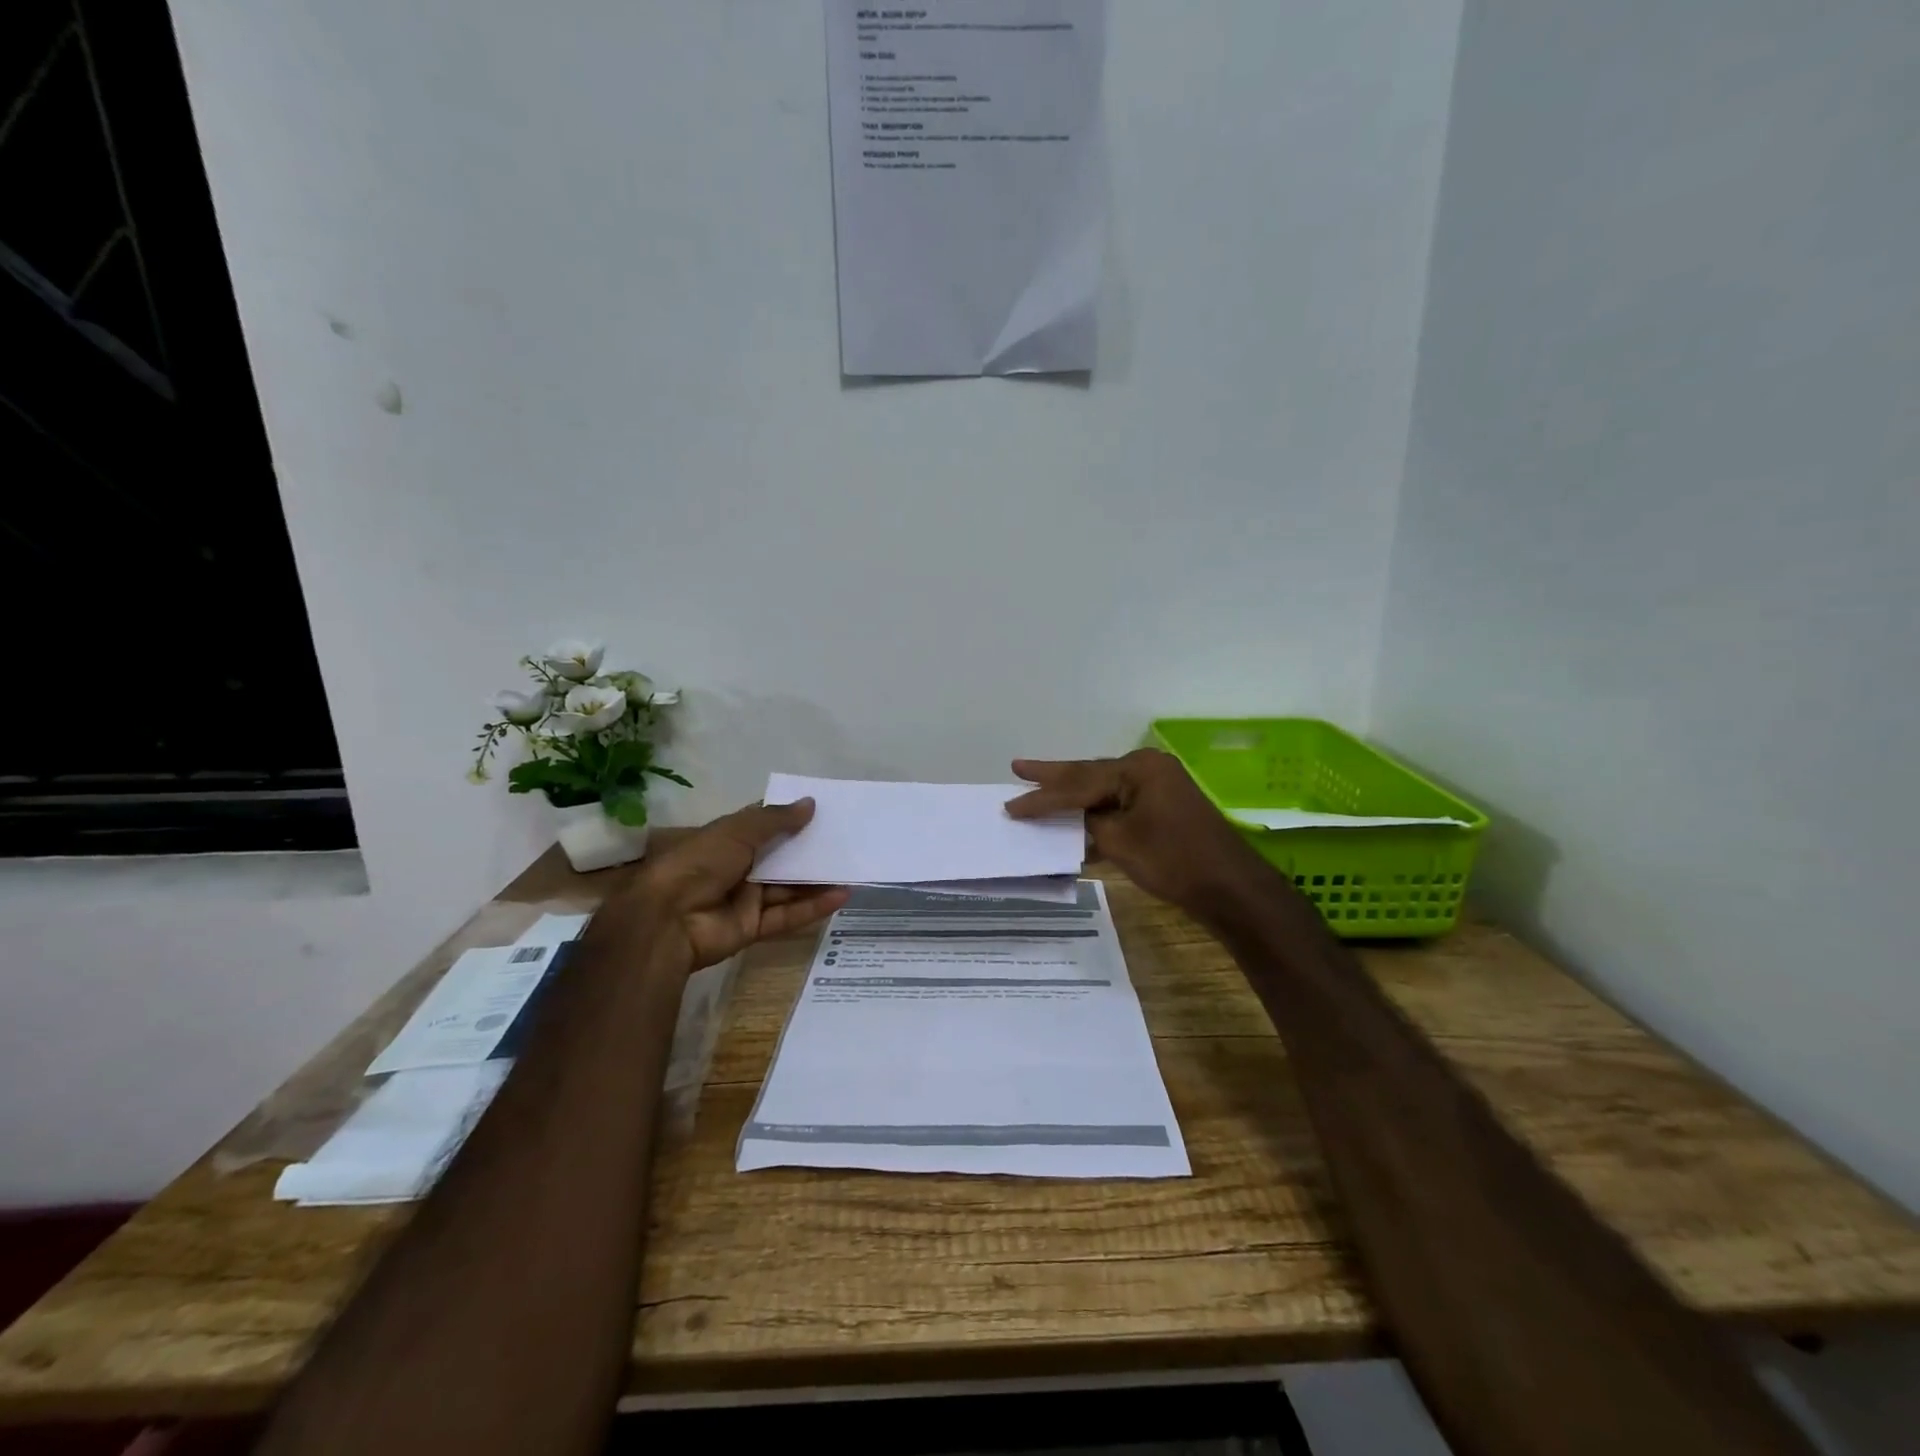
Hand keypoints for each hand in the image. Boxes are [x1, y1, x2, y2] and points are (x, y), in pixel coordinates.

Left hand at [619, 800, 847, 969]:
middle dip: (809, 851)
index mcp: (726, 840)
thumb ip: (776, 819)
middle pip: (780, 858)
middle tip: (846, 841)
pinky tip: (841, 896)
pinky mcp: (752, 928)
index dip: (790, 818)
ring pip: (787, 888)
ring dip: (816, 880)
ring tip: (852, 868)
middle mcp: (737, 867)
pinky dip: (813, 907)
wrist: (667, 919)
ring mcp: (745, 899)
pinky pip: (787, 916)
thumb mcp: (737, 831)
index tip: (823, 812)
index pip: (763, 826)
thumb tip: (811, 803)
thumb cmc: (699, 863)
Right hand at [1004, 749, 1271, 917]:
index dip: (1042, 797)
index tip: (1010, 805)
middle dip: (1053, 777)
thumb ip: (1090, 823)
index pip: (1078, 782)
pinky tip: (1073, 823)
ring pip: (1103, 791)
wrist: (1229, 887)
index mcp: (1138, 768)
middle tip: (1018, 768)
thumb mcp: (1120, 841)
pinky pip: (1120, 806)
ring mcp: (1157, 788)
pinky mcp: (1162, 809)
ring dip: (1072, 798)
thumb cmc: (1173, 860)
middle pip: (1089, 775)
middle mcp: (1147, 769)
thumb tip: (1076, 816)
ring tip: (1036, 788)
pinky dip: (1096, 815)